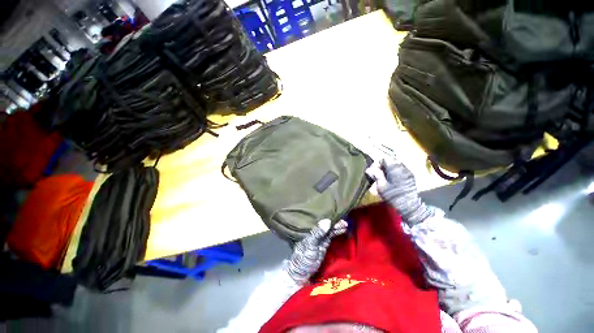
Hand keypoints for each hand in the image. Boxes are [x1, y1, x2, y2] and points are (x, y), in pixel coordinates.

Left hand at [284, 219, 347, 285]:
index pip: (322, 222)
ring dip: (337, 228)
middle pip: (327, 226)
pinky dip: (337, 233)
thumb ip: (318, 233)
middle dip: (335, 223)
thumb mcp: (311, 244)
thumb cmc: (304, 257)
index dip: (330, 219)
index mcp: (312, 231)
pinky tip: (343, 231)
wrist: (301, 272)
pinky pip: (331, 237)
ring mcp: (321, 239)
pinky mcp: (324, 246)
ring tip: (345, 224)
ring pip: (330, 231)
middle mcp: (316, 233)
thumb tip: (327, 221)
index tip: (338, 216)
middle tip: (344, 222)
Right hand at [365, 157, 433, 225]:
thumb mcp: (381, 186)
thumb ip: (376, 175)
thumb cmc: (393, 195)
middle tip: (377, 173)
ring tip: (383, 176)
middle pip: (390, 160)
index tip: (373, 170)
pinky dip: (393, 171)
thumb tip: (368, 169)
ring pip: (395, 164)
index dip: (377, 163)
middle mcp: (402, 166)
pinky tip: (391, 178)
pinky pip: (400, 169)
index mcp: (394, 168)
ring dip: (388, 168)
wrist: (409, 205)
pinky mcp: (410, 176)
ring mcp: (407, 171)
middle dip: (382, 165)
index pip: (384, 158)